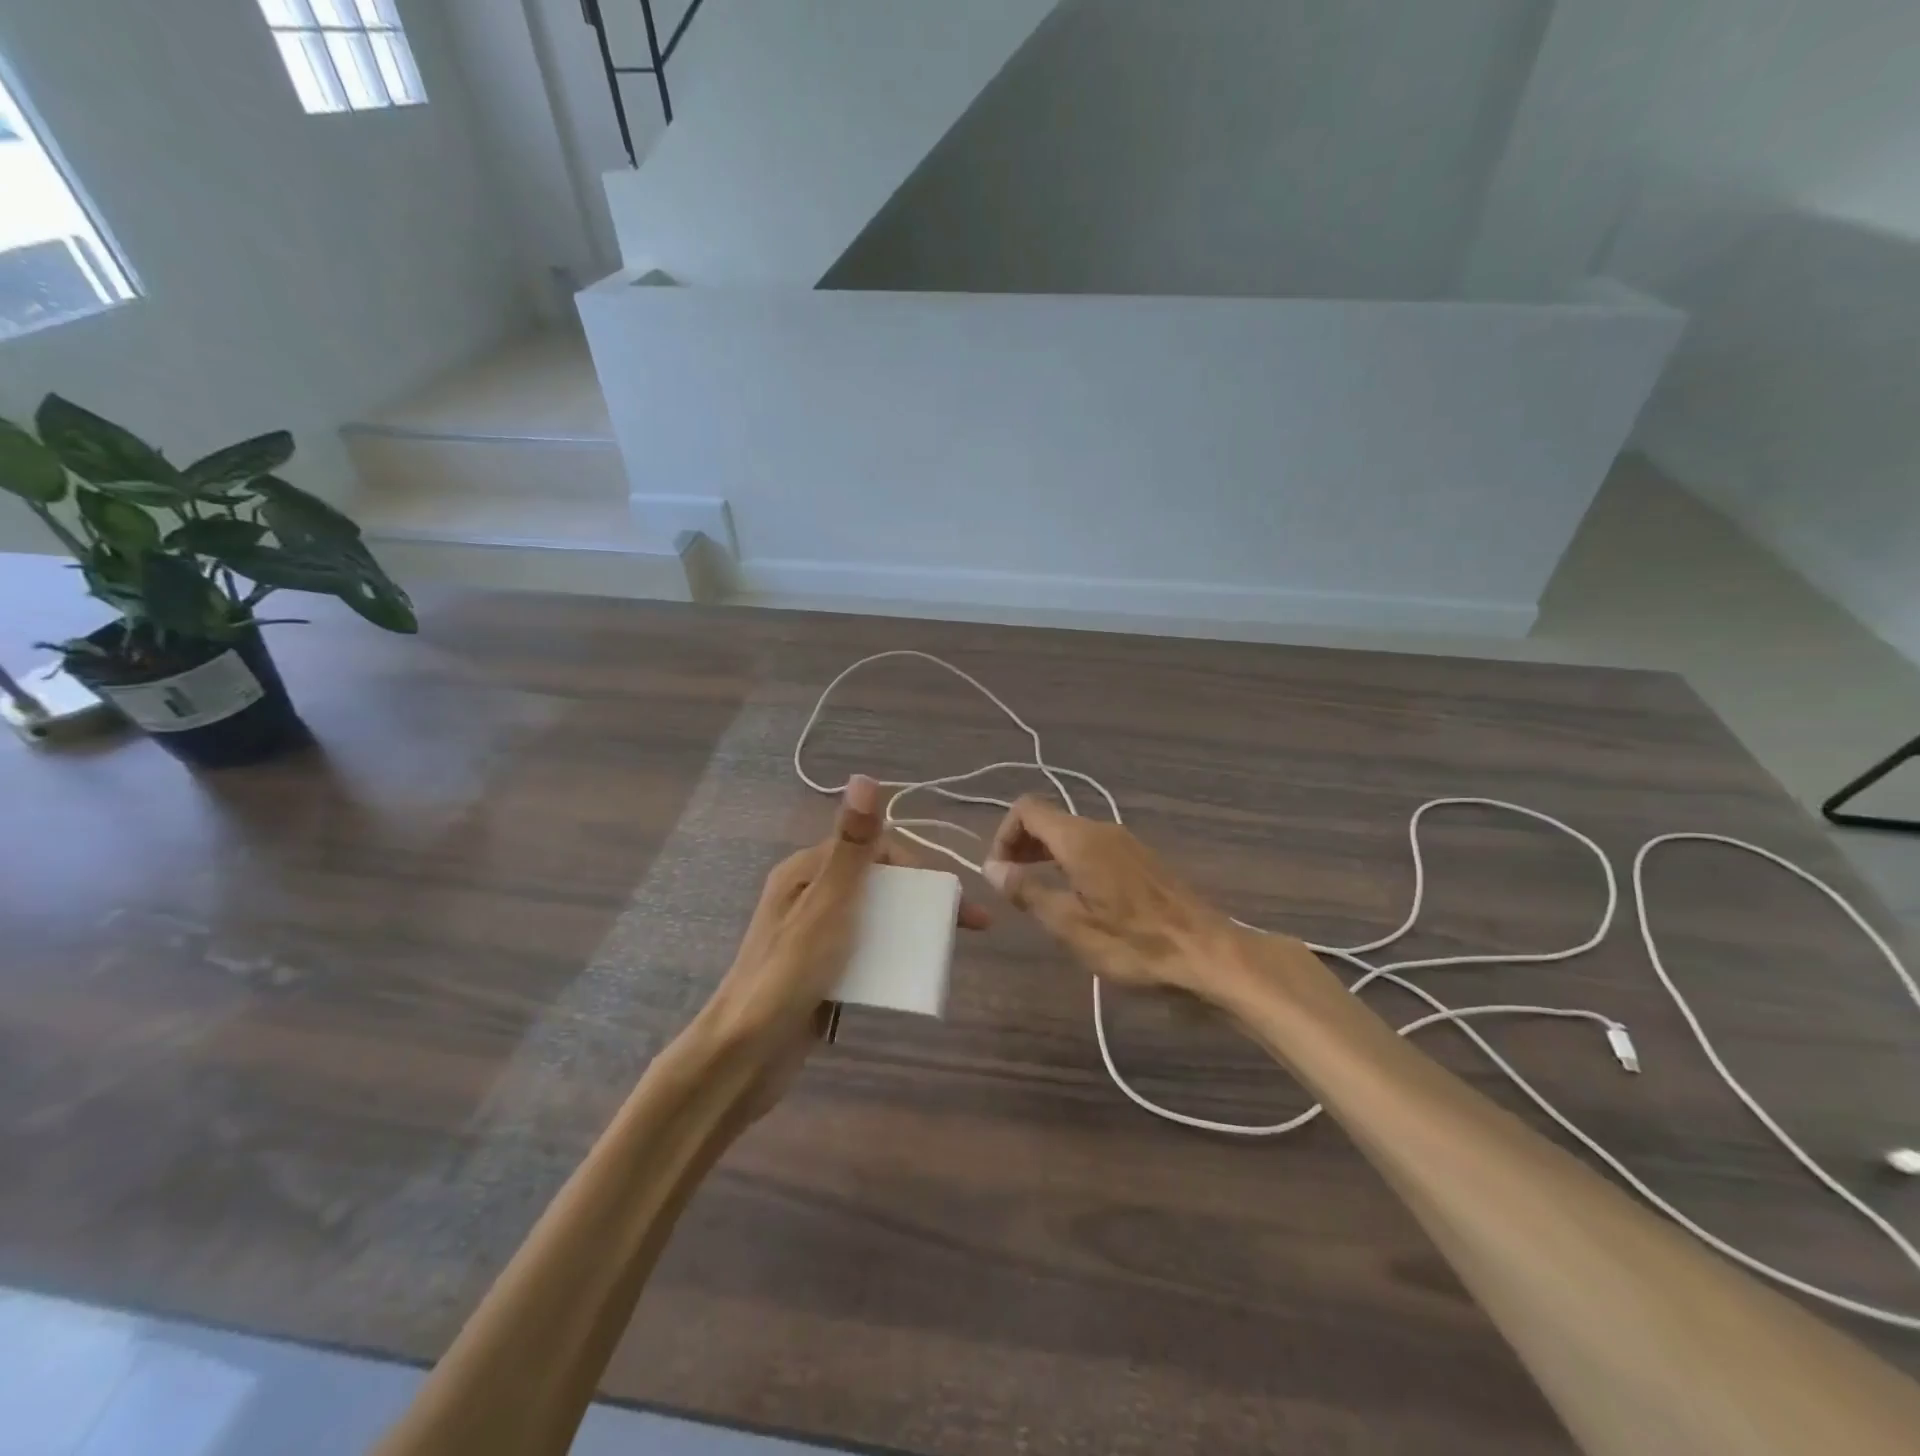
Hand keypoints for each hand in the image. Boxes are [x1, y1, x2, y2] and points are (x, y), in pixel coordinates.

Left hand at [701, 775, 989, 1118]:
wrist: (746, 1055)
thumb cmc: (788, 972)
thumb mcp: (827, 904)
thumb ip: (851, 846)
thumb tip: (865, 778)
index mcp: (806, 872)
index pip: (872, 848)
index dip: (913, 865)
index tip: (946, 894)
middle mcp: (809, 896)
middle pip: (878, 884)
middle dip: (921, 899)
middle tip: (965, 925)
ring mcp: (814, 937)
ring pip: (874, 919)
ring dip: (911, 929)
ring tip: (946, 952)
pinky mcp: (820, 972)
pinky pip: (865, 953)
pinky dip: (892, 957)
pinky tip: (914, 975)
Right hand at [983, 795, 1271, 1007]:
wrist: (1207, 953)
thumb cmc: (1134, 944)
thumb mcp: (1070, 925)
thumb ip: (1028, 892)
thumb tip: (992, 868)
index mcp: (1080, 840)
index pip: (1027, 809)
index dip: (1004, 834)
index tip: (1000, 873)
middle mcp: (1102, 830)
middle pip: (1049, 819)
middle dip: (1022, 845)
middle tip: (1012, 886)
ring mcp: (1126, 842)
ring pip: (1071, 834)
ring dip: (1045, 855)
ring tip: (1039, 894)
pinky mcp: (1141, 860)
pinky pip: (1093, 847)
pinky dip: (1071, 861)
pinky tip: (1076, 898)